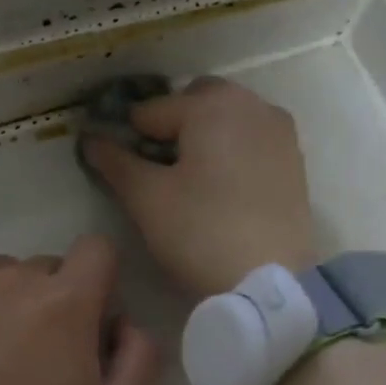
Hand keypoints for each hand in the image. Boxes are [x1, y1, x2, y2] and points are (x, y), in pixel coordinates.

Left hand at [0, 235, 160, 384]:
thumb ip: (140, 360)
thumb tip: (126, 323)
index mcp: (65, 301)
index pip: (97, 249)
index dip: (98, 281)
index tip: (87, 321)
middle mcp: (11, 276)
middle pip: (44, 269)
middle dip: (49, 302)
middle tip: (33, 356)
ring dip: (1, 304)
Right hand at [81, 76, 316, 296]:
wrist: (269, 281)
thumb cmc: (201, 233)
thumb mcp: (147, 199)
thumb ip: (115, 162)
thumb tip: (91, 138)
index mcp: (211, 105)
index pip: (151, 111)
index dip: (128, 138)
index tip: (120, 168)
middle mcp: (250, 104)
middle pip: (194, 103)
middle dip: (171, 127)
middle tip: (157, 172)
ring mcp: (278, 131)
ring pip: (227, 119)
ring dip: (203, 137)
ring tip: (190, 182)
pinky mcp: (294, 160)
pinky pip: (251, 140)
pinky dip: (231, 152)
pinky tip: (221, 190)